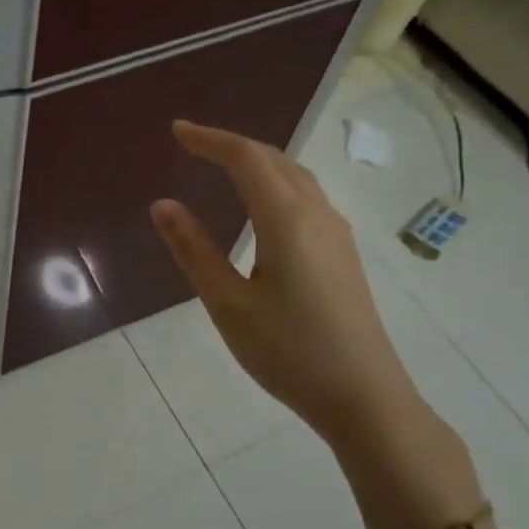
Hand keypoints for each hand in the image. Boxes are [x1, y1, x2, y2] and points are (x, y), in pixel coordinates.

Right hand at [149, 120, 429, 455]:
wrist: (365, 398)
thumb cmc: (289, 351)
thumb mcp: (228, 304)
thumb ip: (194, 250)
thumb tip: (163, 204)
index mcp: (287, 219)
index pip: (246, 158)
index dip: (210, 139)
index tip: (177, 131)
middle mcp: (317, 214)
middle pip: (274, 160)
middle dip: (232, 145)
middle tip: (192, 145)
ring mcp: (336, 234)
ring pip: (295, 177)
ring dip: (257, 162)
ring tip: (222, 166)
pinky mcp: (343, 254)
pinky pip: (306, 198)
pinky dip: (275, 184)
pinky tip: (262, 207)